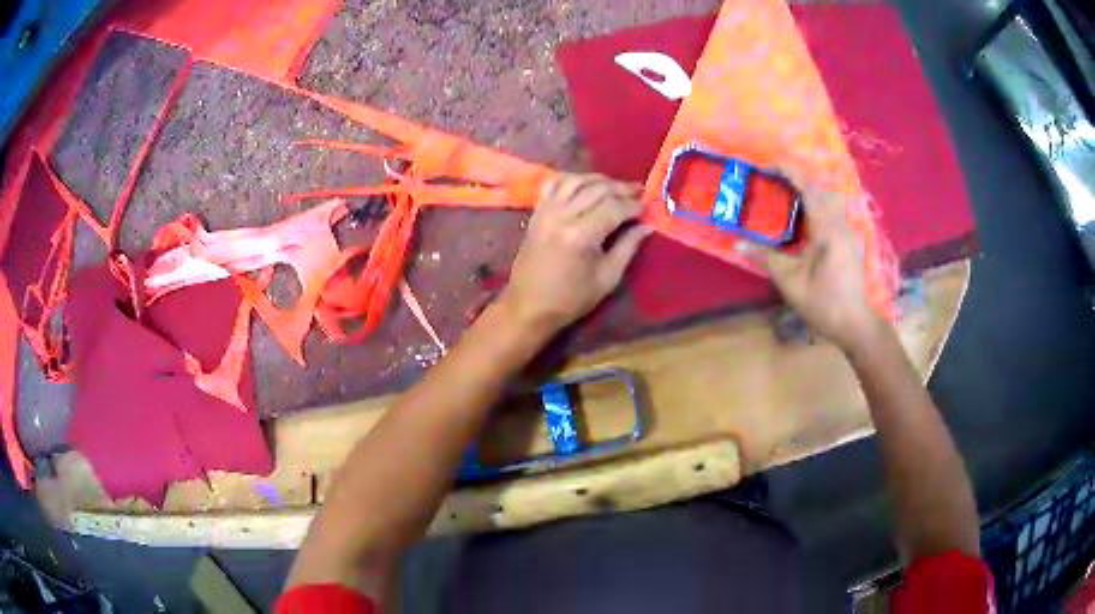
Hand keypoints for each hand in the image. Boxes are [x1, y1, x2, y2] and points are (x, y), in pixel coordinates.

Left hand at [500, 173, 652, 334]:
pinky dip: (574, 180)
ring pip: (577, 181)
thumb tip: (648, 225)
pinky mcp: (537, 212)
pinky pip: (555, 184)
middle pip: (597, 189)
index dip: (634, 205)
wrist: (528, 306)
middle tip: (639, 192)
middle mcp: (562, 215)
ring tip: (617, 188)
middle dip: (622, 188)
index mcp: (580, 234)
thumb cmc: (571, 298)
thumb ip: (628, 246)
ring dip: (600, 180)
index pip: (614, 207)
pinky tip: (587, 185)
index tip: (649, 207)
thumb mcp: (607, 277)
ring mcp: (546, 210)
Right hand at [741, 171, 881, 350]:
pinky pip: (833, 210)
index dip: (790, 172)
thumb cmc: (824, 304)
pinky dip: (817, 203)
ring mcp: (848, 231)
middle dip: (799, 177)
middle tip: (775, 179)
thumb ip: (767, 258)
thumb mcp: (791, 282)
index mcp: (828, 229)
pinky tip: (804, 216)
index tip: (768, 165)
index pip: (809, 189)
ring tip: (787, 194)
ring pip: (830, 197)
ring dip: (810, 190)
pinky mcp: (850, 240)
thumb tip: (738, 244)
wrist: (855, 324)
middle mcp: (841, 223)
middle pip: (821, 187)